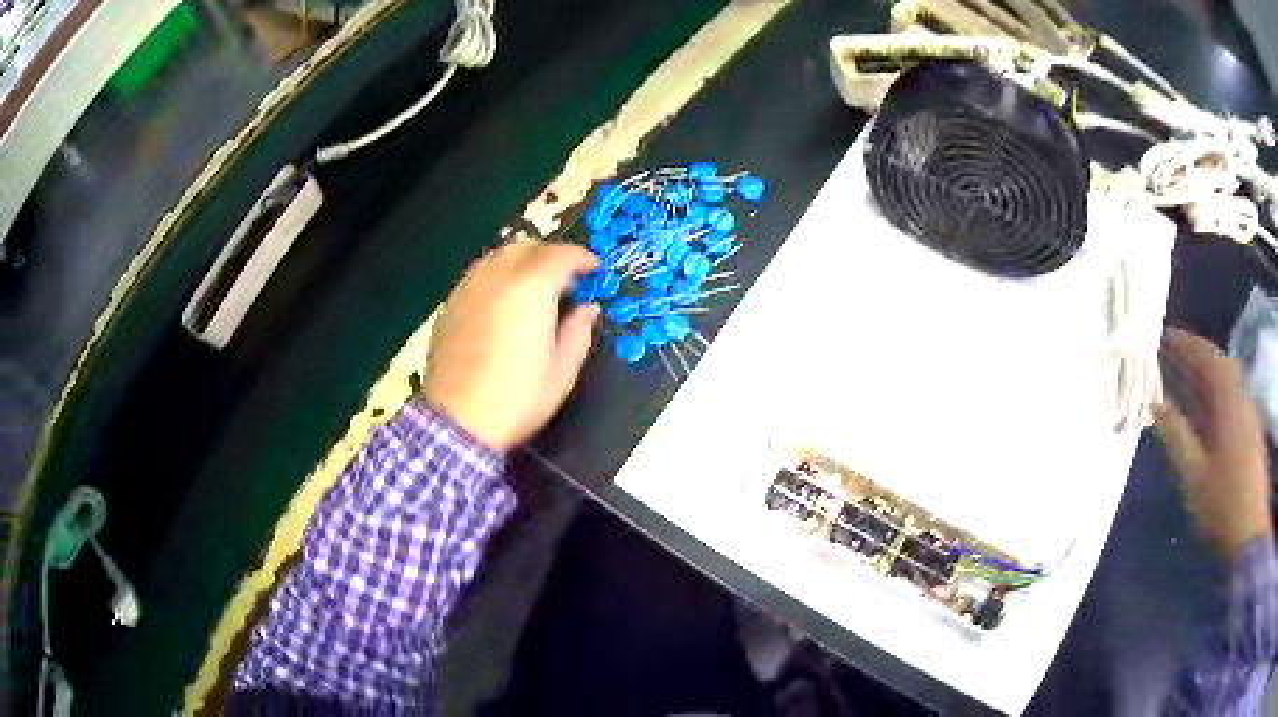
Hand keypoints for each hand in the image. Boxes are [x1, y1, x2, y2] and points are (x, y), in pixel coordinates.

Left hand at [423, 240, 599, 451]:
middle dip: (551, 255)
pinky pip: (478, 275)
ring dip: (522, 261)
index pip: (559, 256)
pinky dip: (497, 275)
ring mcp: (468, 290)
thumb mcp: (561, 373)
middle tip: (566, 278)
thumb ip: (578, 333)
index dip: (581, 257)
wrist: (459, 422)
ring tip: (534, 286)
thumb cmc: (516, 399)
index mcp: (529, 291)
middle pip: (527, 247)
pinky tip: (503, 301)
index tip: (593, 269)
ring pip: (498, 256)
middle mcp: (496, 279)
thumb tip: (587, 310)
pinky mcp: (450, 305)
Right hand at [1153, 327, 1272, 558]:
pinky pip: (1229, 401)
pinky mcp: (1250, 433)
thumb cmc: (1223, 505)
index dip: (1185, 343)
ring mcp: (1248, 415)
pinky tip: (1202, 410)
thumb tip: (1155, 404)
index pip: (1207, 356)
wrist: (1249, 533)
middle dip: (1193, 357)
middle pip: (1217, 366)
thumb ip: (1176, 436)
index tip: (1163, 336)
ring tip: (1181, 378)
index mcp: (1229, 401)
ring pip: (1224, 384)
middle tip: (1169, 355)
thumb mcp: (1195, 475)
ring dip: (1203, 376)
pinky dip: (1213, 396)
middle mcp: (1240, 398)